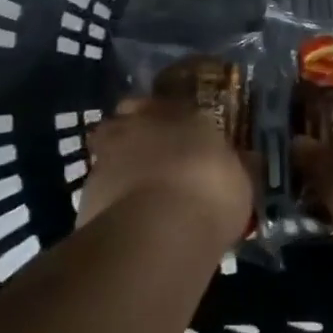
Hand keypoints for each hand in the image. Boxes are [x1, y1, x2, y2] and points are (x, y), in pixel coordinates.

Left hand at [81, 97, 253, 253]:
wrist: (158, 230)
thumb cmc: (210, 193)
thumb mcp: (240, 181)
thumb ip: (236, 166)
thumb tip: (246, 159)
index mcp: (179, 113)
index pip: (169, 103)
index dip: (170, 117)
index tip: (177, 133)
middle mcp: (140, 123)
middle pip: (129, 116)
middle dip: (136, 130)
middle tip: (150, 154)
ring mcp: (108, 153)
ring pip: (107, 146)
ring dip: (118, 160)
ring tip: (134, 188)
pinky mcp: (87, 188)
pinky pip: (98, 184)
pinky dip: (108, 194)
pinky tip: (123, 216)